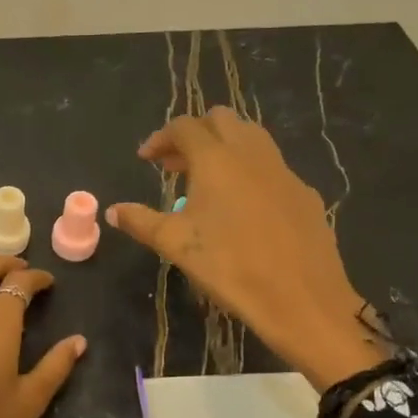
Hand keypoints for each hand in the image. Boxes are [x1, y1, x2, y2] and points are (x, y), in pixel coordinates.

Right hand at [105, 107, 388, 391]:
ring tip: (207, 182)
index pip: (184, 127)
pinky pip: (271, 167)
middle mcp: (251, 153)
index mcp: (216, 158)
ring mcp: (283, 170)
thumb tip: (114, 211)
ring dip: (224, 148)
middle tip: (175, 166)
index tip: (146, 159)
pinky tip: (244, 207)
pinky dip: (250, 172)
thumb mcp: (176, 244)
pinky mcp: (303, 193)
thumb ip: (141, 222)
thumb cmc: (229, 266)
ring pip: (251, 138)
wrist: (301, 297)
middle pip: (221, 120)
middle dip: (194, 135)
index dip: (161, 138)